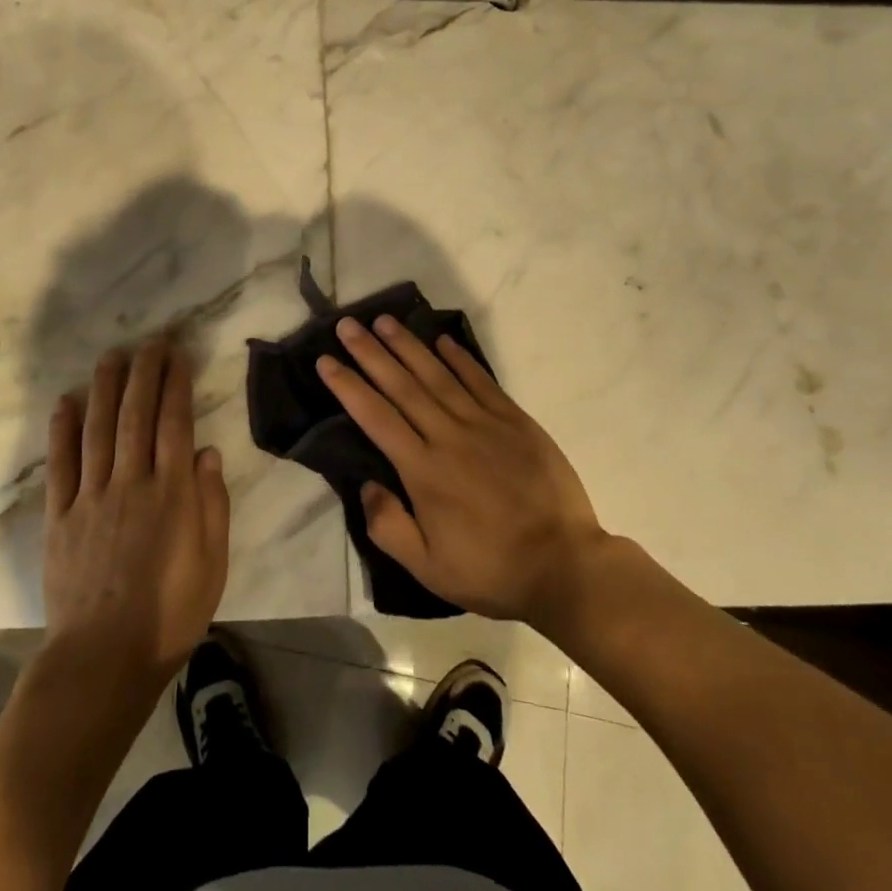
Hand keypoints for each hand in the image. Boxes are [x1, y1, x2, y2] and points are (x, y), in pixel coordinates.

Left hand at [43, 338, 230, 689]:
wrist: (103, 660)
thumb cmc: (170, 615)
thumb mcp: (212, 564)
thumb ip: (212, 505)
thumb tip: (206, 452)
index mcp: (171, 494)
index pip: (174, 423)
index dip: (176, 385)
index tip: (177, 356)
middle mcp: (131, 483)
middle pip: (136, 415)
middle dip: (143, 373)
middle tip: (149, 342)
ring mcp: (91, 497)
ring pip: (98, 429)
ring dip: (104, 388)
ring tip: (111, 356)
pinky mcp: (60, 517)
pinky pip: (60, 465)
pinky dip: (61, 430)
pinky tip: (65, 402)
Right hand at [318, 316, 605, 635]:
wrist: (565, 566)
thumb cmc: (491, 570)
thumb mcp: (428, 568)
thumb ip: (388, 526)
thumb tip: (366, 484)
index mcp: (423, 470)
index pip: (376, 416)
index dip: (348, 386)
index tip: (326, 360)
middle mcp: (448, 436)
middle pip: (401, 385)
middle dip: (371, 352)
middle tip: (347, 324)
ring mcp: (484, 424)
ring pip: (437, 375)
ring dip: (408, 345)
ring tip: (385, 320)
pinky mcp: (515, 421)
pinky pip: (481, 381)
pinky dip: (460, 358)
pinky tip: (442, 339)